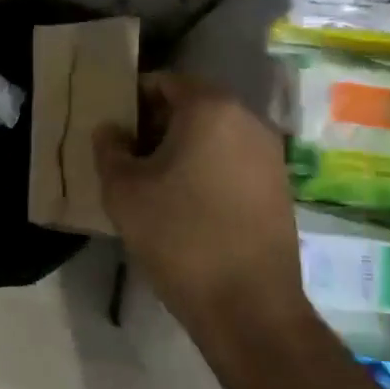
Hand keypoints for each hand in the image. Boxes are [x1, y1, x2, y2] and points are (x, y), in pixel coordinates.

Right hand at [94, 73, 308, 333]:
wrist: (248, 306)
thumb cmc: (179, 237)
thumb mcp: (124, 191)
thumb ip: (110, 148)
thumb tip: (111, 129)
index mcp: (211, 108)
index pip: (165, 82)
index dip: (133, 100)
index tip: (114, 130)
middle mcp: (248, 120)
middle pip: (193, 106)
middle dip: (157, 125)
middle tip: (129, 158)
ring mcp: (270, 154)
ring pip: (215, 135)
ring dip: (183, 149)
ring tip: (155, 185)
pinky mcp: (280, 187)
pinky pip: (234, 162)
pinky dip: (208, 170)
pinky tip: (189, 205)